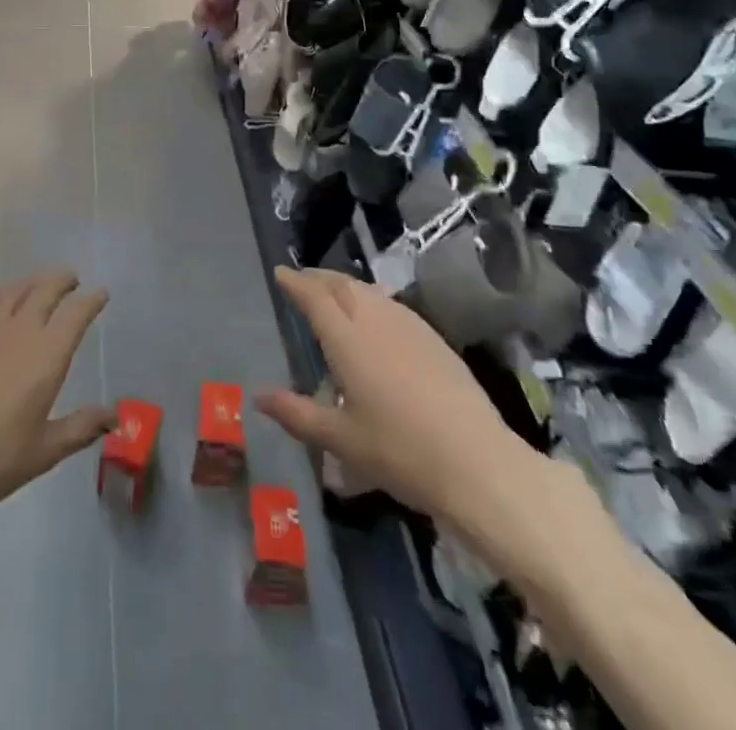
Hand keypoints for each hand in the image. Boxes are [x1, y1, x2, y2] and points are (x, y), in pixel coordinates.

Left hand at [0, 271, 114, 547]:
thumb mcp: (45, 451)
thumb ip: (82, 427)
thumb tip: (115, 416)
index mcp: (47, 355)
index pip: (76, 314)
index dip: (91, 300)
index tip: (101, 293)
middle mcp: (19, 331)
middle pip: (45, 291)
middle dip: (62, 281)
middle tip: (72, 279)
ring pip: (14, 291)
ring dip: (33, 282)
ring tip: (41, 282)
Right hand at [255, 267, 587, 589]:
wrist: (477, 462)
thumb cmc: (399, 452)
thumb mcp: (341, 440)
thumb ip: (297, 413)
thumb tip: (259, 396)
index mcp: (347, 339)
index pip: (314, 297)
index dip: (295, 282)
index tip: (279, 272)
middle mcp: (376, 321)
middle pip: (342, 285)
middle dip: (318, 277)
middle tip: (301, 279)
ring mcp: (409, 327)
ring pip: (369, 292)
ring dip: (345, 286)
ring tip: (333, 294)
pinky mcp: (434, 339)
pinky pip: (392, 305)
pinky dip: (371, 300)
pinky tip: (375, 319)